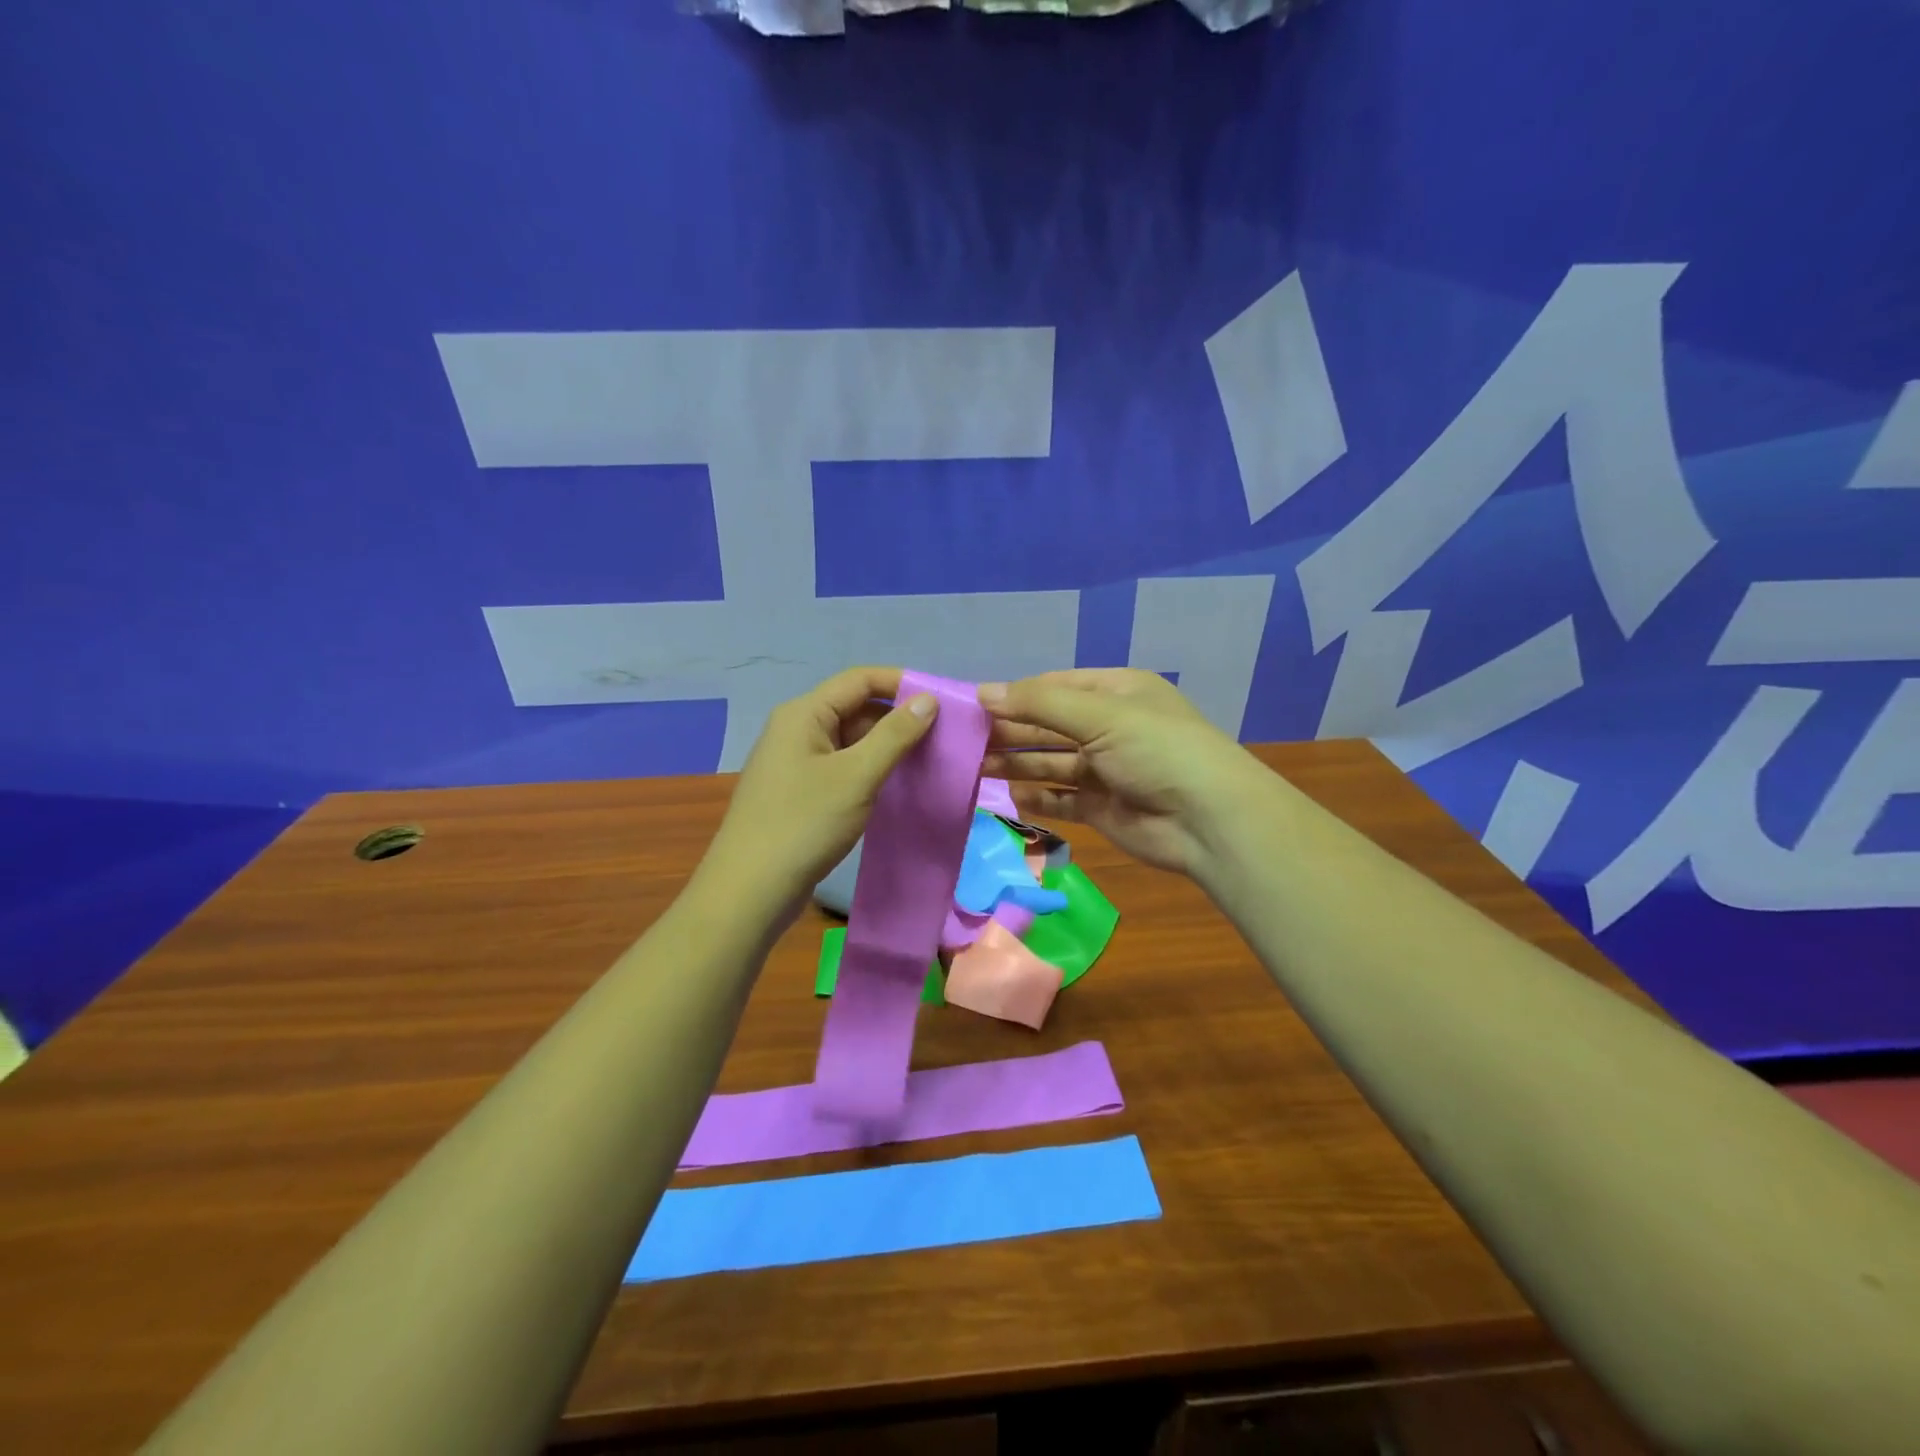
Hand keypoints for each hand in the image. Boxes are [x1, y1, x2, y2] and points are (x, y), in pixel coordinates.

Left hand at [698, 667, 937, 912]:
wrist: (750, 891)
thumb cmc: (804, 824)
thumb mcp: (856, 776)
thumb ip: (894, 735)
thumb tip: (928, 700)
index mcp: (804, 714)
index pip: (860, 679)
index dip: (902, 683)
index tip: (943, 701)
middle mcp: (797, 729)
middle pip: (856, 708)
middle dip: (898, 719)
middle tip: (944, 737)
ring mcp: (796, 763)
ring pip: (851, 741)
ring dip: (887, 748)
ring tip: (929, 761)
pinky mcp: (800, 793)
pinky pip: (843, 768)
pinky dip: (871, 771)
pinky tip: (898, 787)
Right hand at [979, 669, 1259, 876]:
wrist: (1208, 820)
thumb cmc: (1157, 750)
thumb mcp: (1100, 714)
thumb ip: (1039, 703)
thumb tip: (982, 691)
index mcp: (1115, 692)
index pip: (1053, 687)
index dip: (1014, 695)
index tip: (972, 705)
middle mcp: (1109, 727)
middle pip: (1048, 726)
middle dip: (1010, 732)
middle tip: (964, 741)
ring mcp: (1105, 769)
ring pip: (1050, 763)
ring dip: (1015, 764)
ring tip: (974, 768)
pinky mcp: (1101, 807)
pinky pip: (1060, 798)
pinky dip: (1036, 797)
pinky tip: (1010, 796)